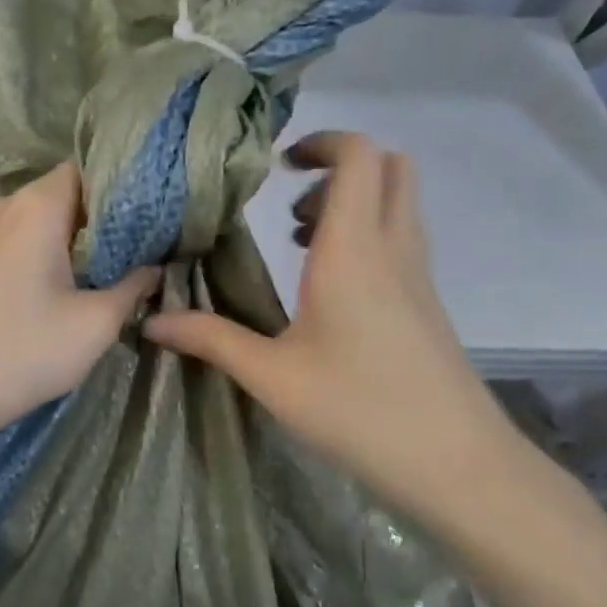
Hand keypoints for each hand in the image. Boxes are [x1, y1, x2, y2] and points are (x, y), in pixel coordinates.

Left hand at [0, 162, 158, 445]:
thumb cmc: (22, 355)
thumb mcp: (94, 326)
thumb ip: (133, 287)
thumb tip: (152, 268)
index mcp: (35, 206)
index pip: (88, 170)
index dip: (121, 191)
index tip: (145, 224)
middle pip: (59, 195)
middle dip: (94, 222)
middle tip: (127, 256)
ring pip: (30, 221)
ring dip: (60, 242)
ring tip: (88, 278)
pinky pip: (4, 242)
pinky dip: (29, 256)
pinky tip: (41, 292)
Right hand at [143, 132, 526, 527]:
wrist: (454, 463)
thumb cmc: (357, 410)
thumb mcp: (271, 377)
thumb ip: (211, 340)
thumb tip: (152, 321)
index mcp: (353, 251)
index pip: (358, 156)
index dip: (321, 143)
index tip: (277, 167)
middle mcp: (394, 249)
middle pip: (390, 167)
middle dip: (339, 168)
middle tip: (288, 207)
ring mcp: (419, 276)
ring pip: (399, 204)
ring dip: (353, 204)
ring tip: (298, 246)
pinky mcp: (427, 305)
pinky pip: (402, 240)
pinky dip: (368, 237)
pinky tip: (328, 290)